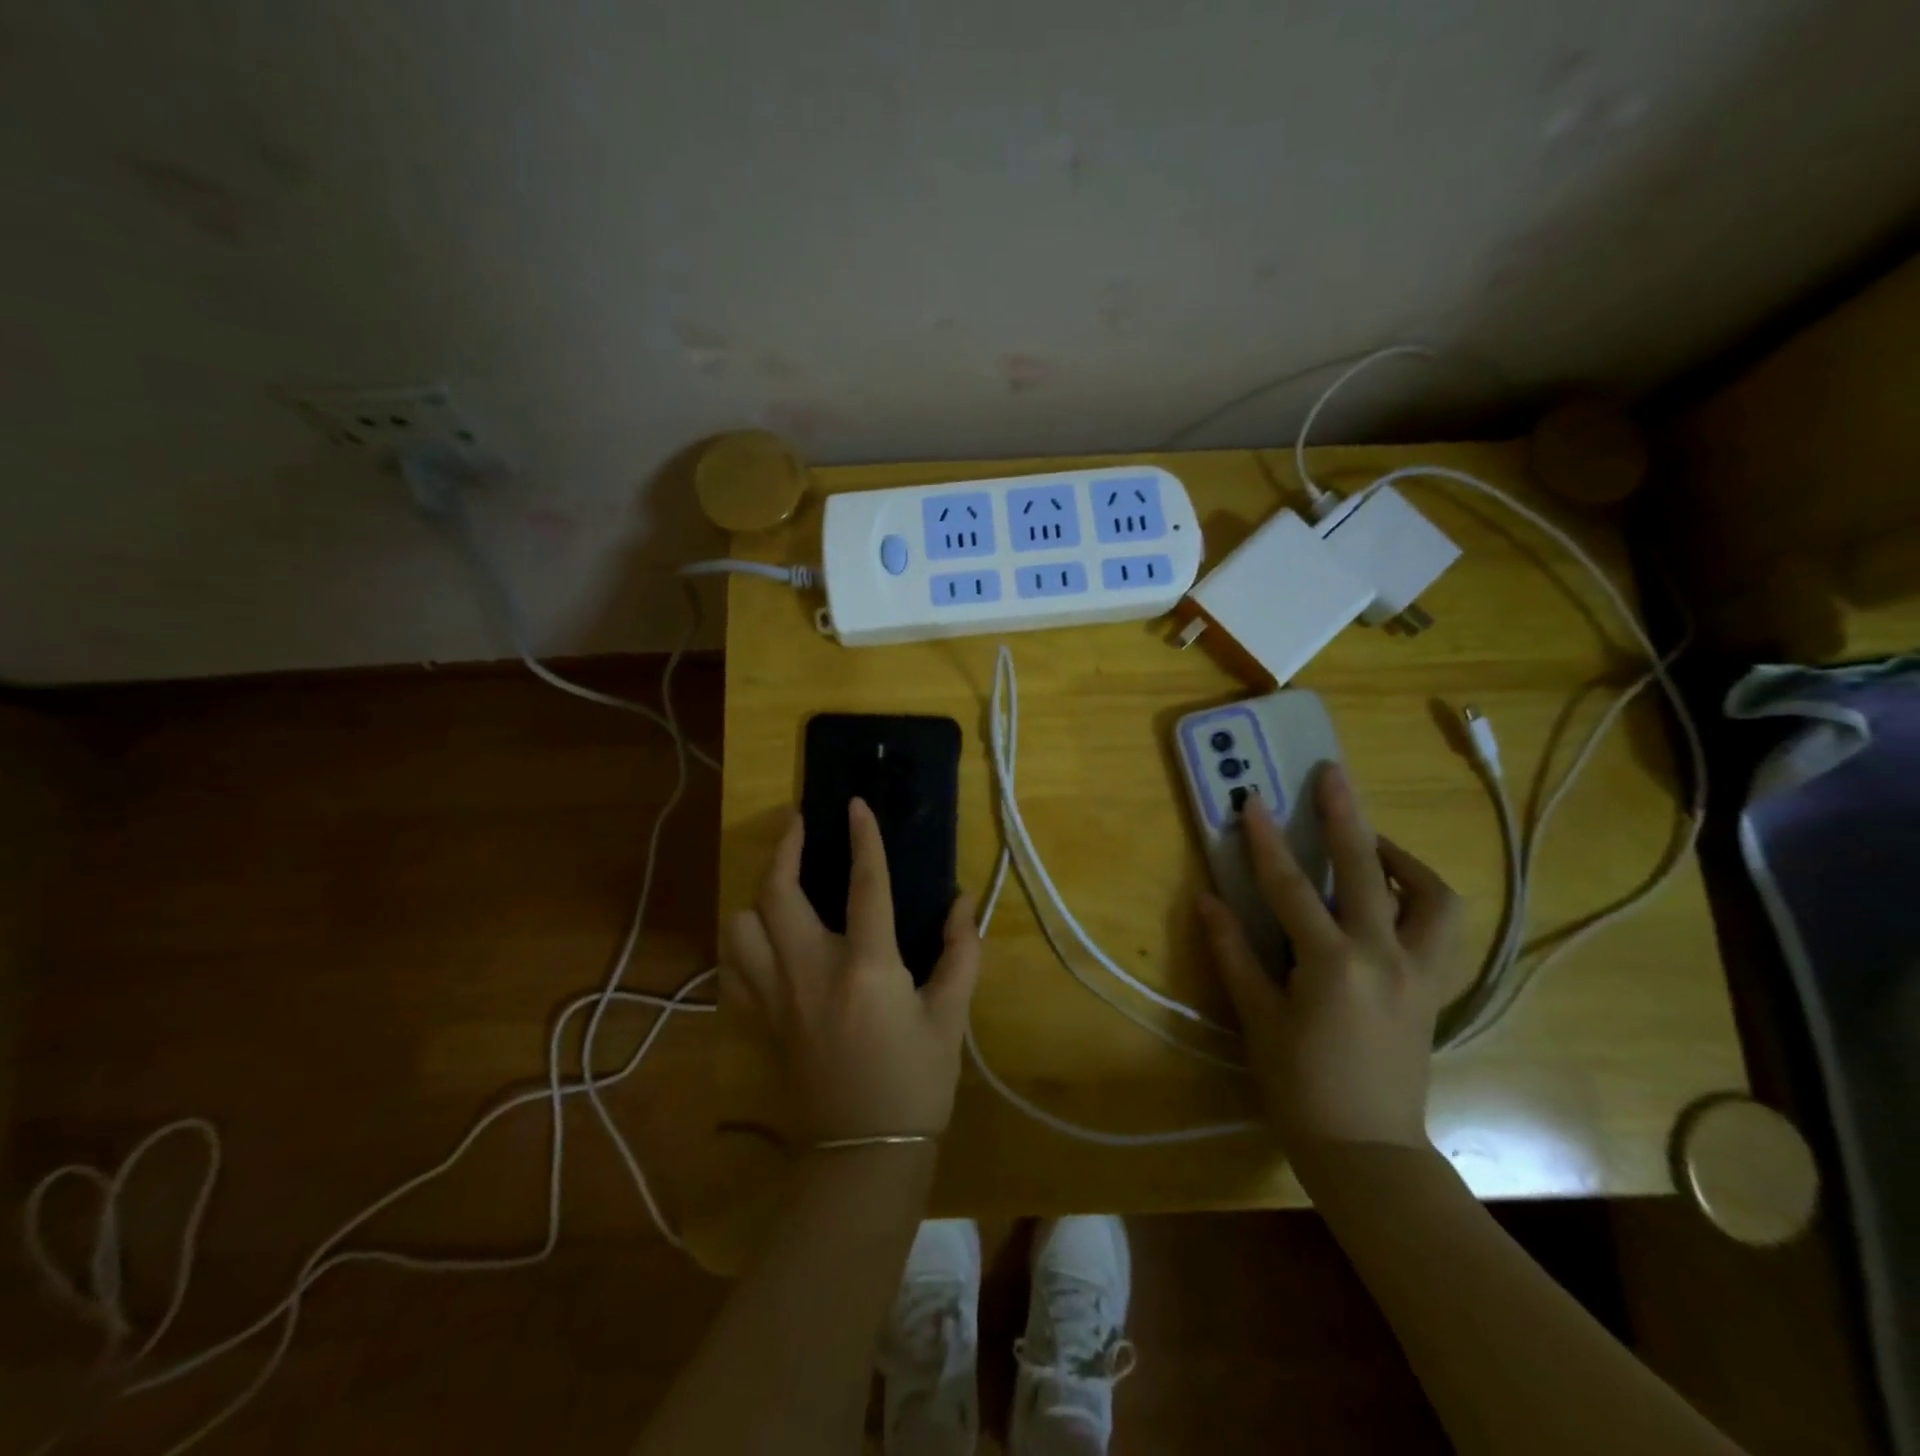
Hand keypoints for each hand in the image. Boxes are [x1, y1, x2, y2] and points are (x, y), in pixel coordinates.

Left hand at [725, 799, 982, 1145]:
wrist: (863, 1154)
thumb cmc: (914, 1084)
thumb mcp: (950, 1018)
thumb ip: (960, 953)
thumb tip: (962, 903)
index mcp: (865, 968)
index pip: (864, 885)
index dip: (863, 838)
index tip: (855, 804)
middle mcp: (811, 972)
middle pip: (778, 892)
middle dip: (784, 846)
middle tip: (798, 823)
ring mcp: (776, 998)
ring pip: (742, 926)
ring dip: (758, 894)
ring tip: (782, 884)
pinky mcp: (760, 1021)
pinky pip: (734, 967)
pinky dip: (744, 941)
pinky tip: (765, 937)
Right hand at [1197, 763, 1463, 1156]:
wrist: (1367, 1149)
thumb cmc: (1300, 1086)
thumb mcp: (1257, 1018)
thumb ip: (1233, 952)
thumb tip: (1207, 899)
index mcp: (1334, 965)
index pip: (1293, 887)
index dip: (1267, 841)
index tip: (1252, 800)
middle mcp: (1386, 957)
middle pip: (1367, 870)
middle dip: (1346, 816)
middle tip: (1332, 775)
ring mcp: (1420, 972)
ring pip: (1432, 896)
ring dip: (1401, 858)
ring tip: (1372, 842)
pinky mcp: (1435, 988)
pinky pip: (1441, 927)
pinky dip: (1420, 897)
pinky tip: (1392, 895)